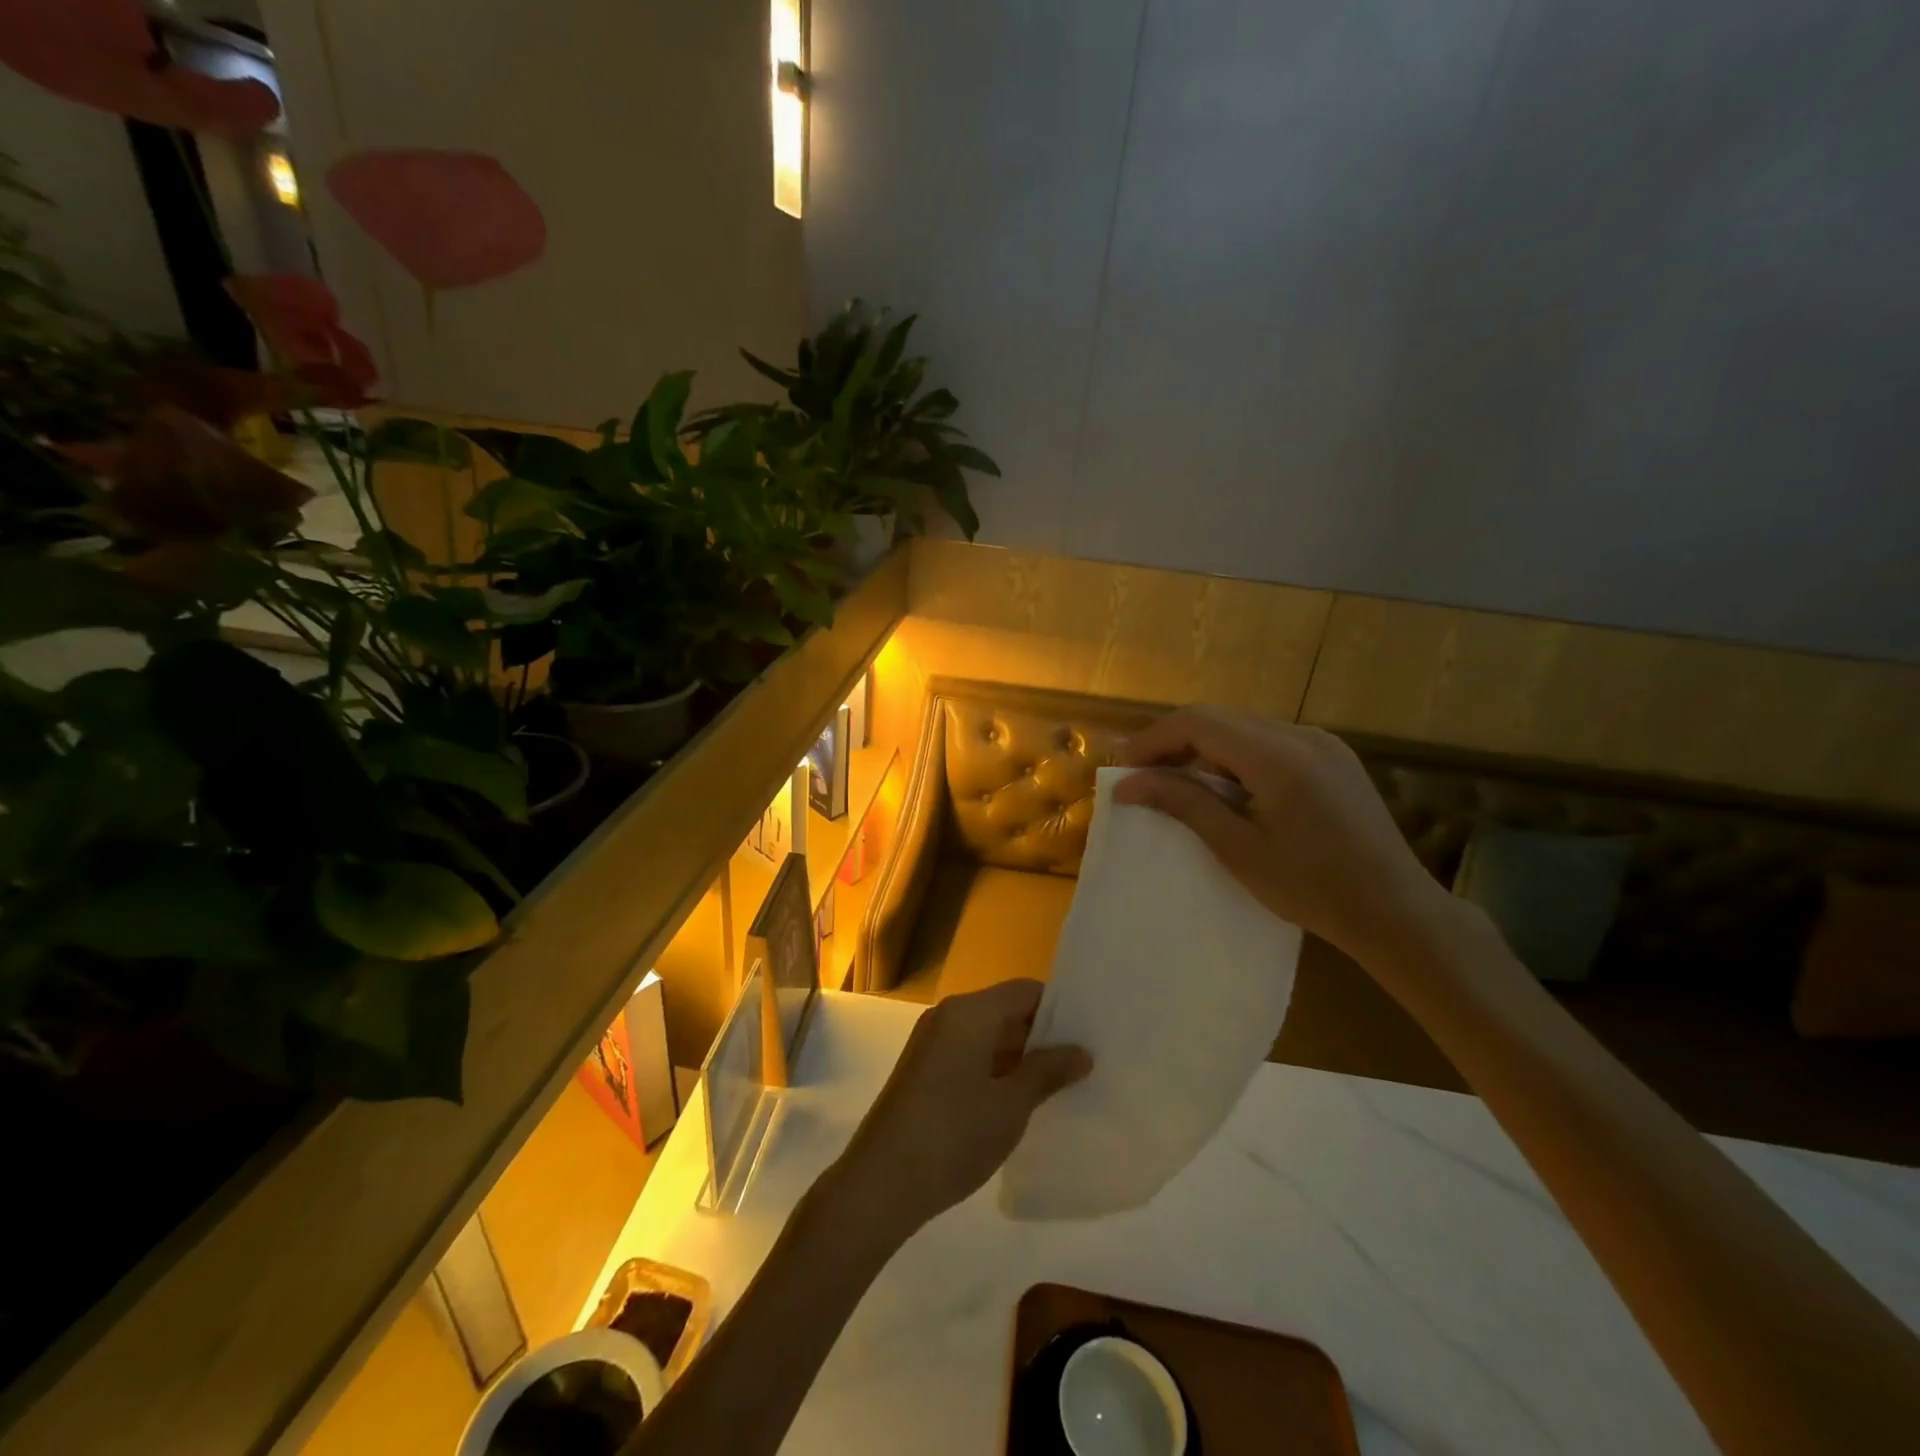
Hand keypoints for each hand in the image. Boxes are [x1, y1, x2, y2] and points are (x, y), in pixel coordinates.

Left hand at [833, 981, 1090, 1235]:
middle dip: (1043, 1036)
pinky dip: (996, 1069)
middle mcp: (948, 1016)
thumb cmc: (952, 1136)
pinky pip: (969, 1054)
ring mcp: (932, 1043)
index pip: (1026, 991)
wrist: (880, 1182)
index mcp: (969, 1012)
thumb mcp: (1010, 1106)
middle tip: (1084, 1063)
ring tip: (1061, 1084)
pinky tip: (1020, 1100)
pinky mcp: (923, 1070)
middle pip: (1006, 1010)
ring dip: (1020, 1056)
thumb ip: (1047, 1072)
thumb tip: (1081, 1052)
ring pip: (988, 1035)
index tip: (1091, 1034)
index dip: (1060, 1010)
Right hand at [1116, 707, 1452, 971]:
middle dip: (1174, 741)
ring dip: (1204, 748)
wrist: (1395, 911)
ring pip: (1243, 727)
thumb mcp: (1238, 849)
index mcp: (1278, 757)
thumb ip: (1183, 804)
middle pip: (1220, 718)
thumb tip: (1127, 784)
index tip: (1123, 769)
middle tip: (1142, 777)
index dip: (1155, 739)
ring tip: (1176, 784)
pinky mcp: (1332, 757)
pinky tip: (1225, 788)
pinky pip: (1269, 741)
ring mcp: (1322, 743)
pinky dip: (1235, 756)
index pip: (1199, 722)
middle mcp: (1301, 736)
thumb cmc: (1312, 889)